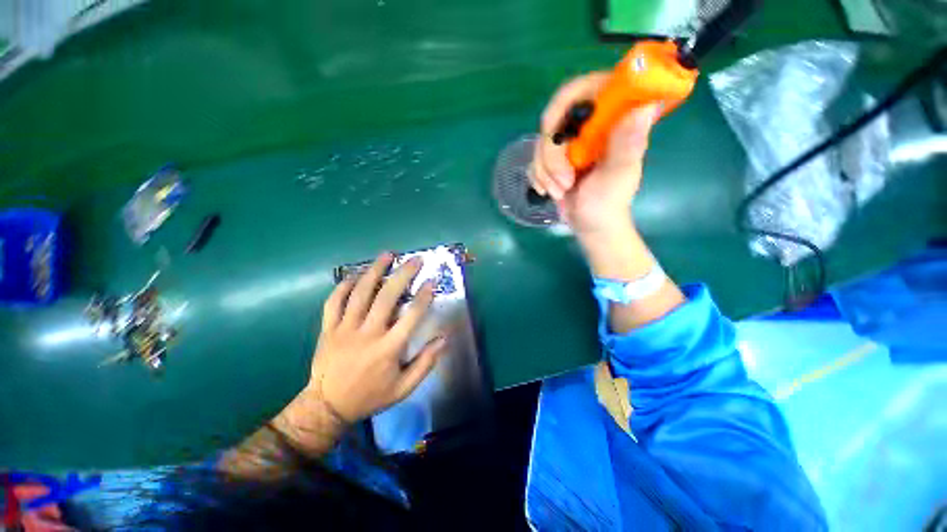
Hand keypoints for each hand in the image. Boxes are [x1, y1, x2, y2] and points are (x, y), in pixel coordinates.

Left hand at [305, 252, 445, 422]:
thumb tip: (443, 338)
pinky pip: (334, 301)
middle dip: (403, 275)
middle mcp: (368, 334)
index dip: (423, 297)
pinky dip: (345, 285)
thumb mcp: (404, 388)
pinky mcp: (328, 328)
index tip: (431, 281)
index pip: (411, 316)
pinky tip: (356, 275)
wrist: (327, 406)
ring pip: (360, 293)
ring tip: (387, 255)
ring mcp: (345, 329)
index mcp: (388, 349)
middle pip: (386, 297)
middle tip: (414, 260)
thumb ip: (426, 363)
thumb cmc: (370, 395)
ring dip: (375, 271)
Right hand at [530, 73, 661, 236]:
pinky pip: (534, 160)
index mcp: (611, 120)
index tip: (554, 129)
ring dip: (545, 172)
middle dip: (552, 155)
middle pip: (554, 120)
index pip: (585, 89)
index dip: (564, 103)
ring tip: (560, 191)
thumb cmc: (608, 202)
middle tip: (563, 180)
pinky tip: (549, 191)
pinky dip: (538, 177)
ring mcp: (570, 143)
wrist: (591, 224)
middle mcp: (589, 126)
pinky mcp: (555, 159)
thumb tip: (644, 107)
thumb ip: (627, 145)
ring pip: (541, 143)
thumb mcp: (618, 175)